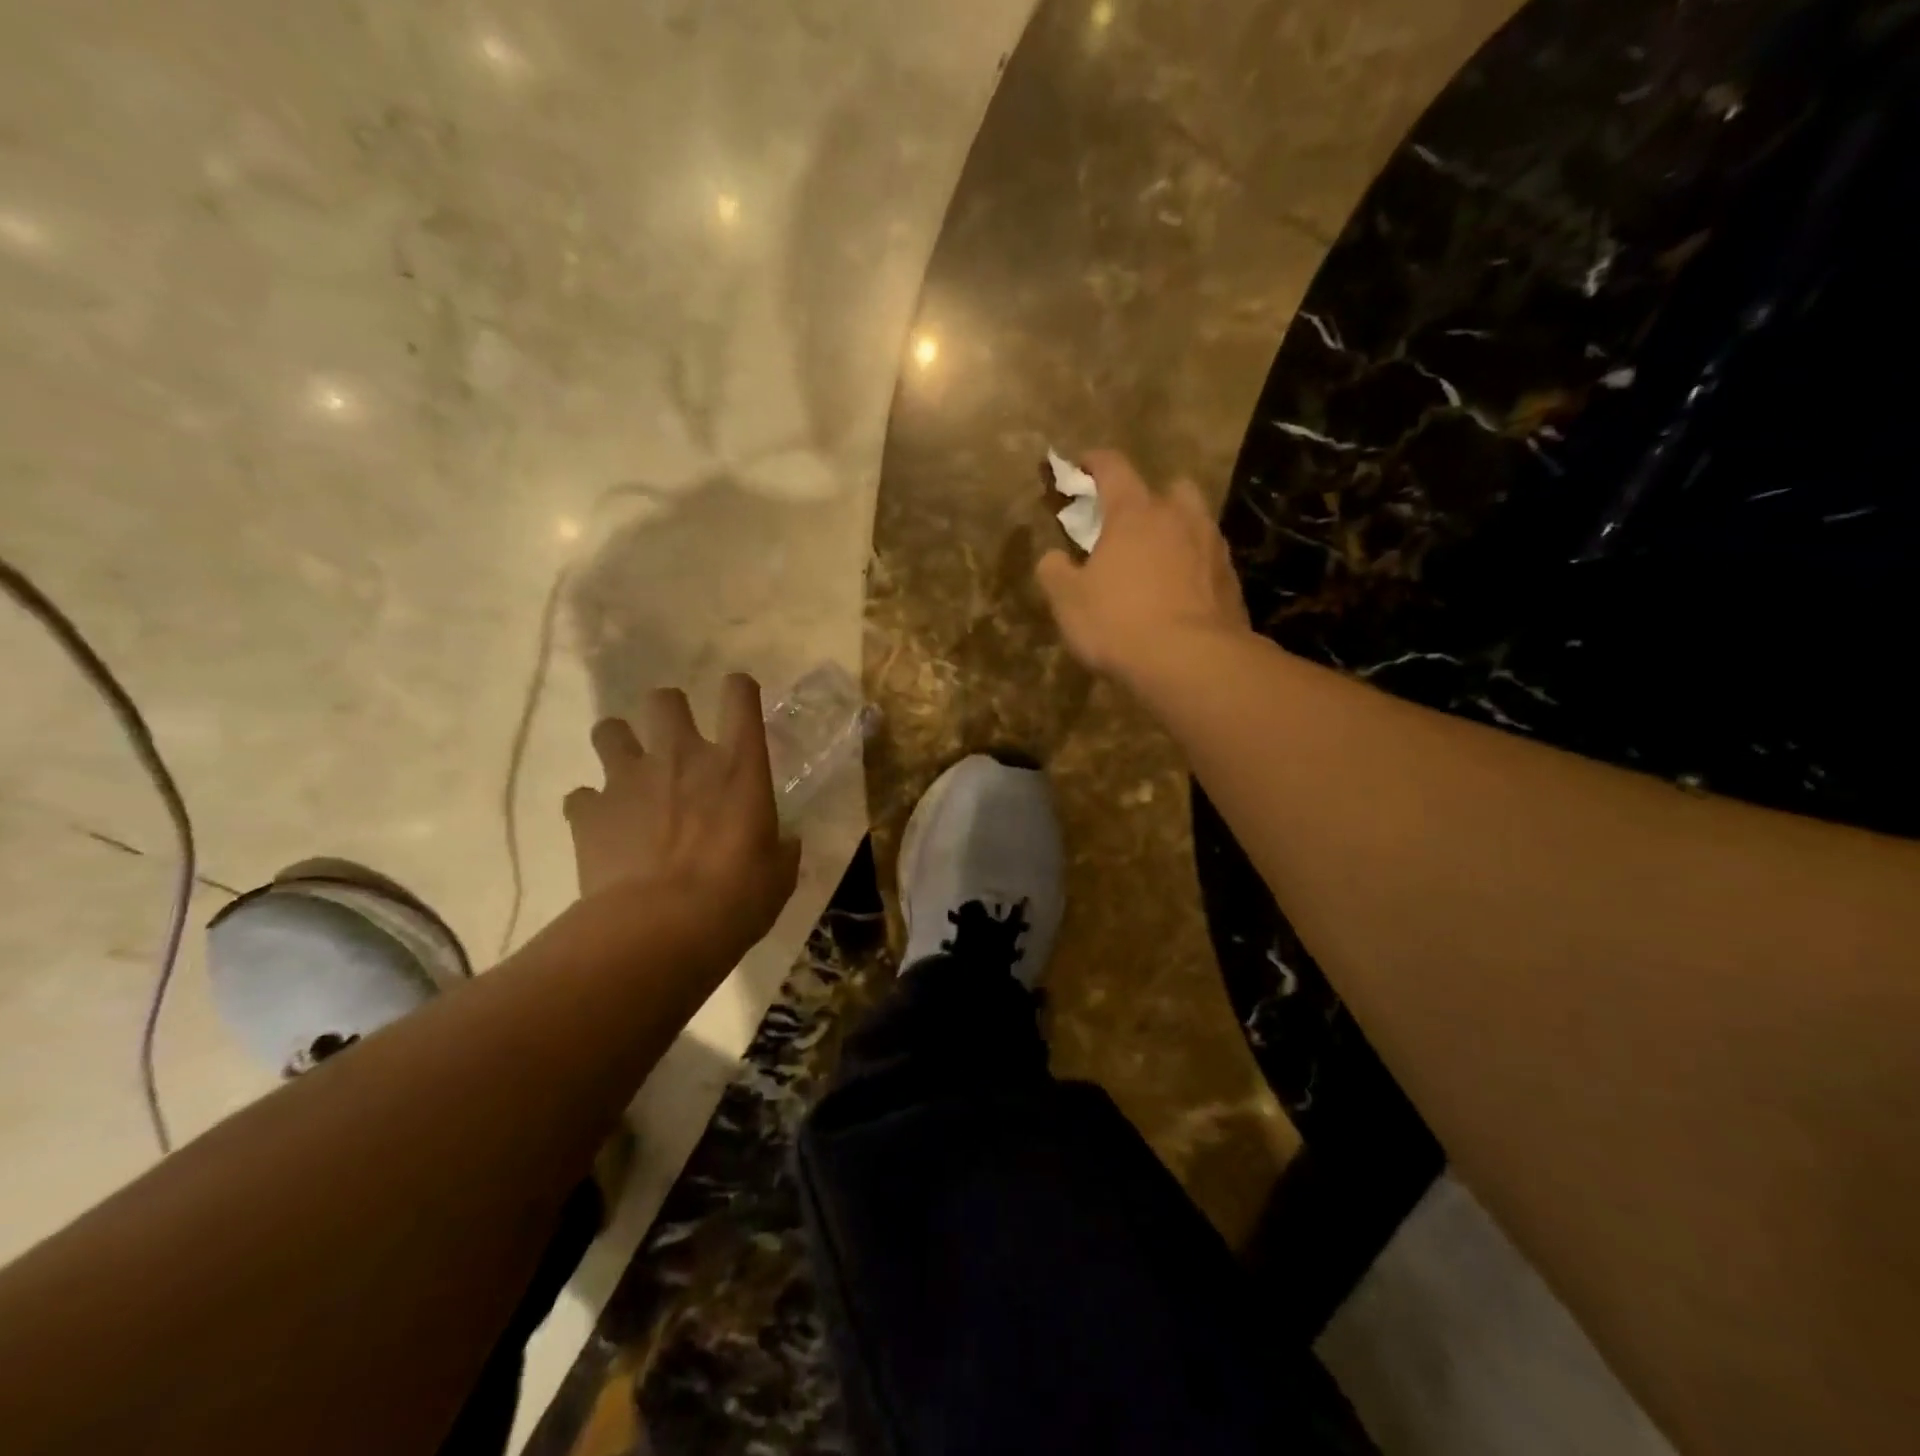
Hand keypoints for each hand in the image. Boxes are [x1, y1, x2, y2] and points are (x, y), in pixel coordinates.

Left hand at [564, 675, 800, 945]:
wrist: (661, 929)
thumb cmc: (736, 898)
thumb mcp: (778, 875)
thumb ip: (780, 849)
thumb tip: (783, 843)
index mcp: (738, 766)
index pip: (740, 696)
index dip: (738, 689)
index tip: (738, 697)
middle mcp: (682, 757)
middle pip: (664, 699)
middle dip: (667, 711)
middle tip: (674, 741)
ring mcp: (630, 779)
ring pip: (609, 730)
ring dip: (619, 745)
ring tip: (628, 773)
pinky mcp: (589, 812)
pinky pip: (580, 796)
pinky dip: (590, 807)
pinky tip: (601, 828)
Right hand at [1036, 449, 1250, 680]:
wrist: (1191, 661)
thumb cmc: (1119, 622)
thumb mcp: (1068, 601)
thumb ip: (1055, 572)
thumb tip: (1052, 557)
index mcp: (1134, 513)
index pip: (1113, 468)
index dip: (1095, 462)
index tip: (1082, 465)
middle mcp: (1179, 518)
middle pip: (1169, 488)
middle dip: (1150, 498)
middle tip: (1131, 523)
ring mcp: (1212, 547)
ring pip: (1195, 523)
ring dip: (1177, 533)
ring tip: (1159, 561)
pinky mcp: (1231, 581)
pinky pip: (1209, 562)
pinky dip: (1194, 569)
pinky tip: (1181, 595)